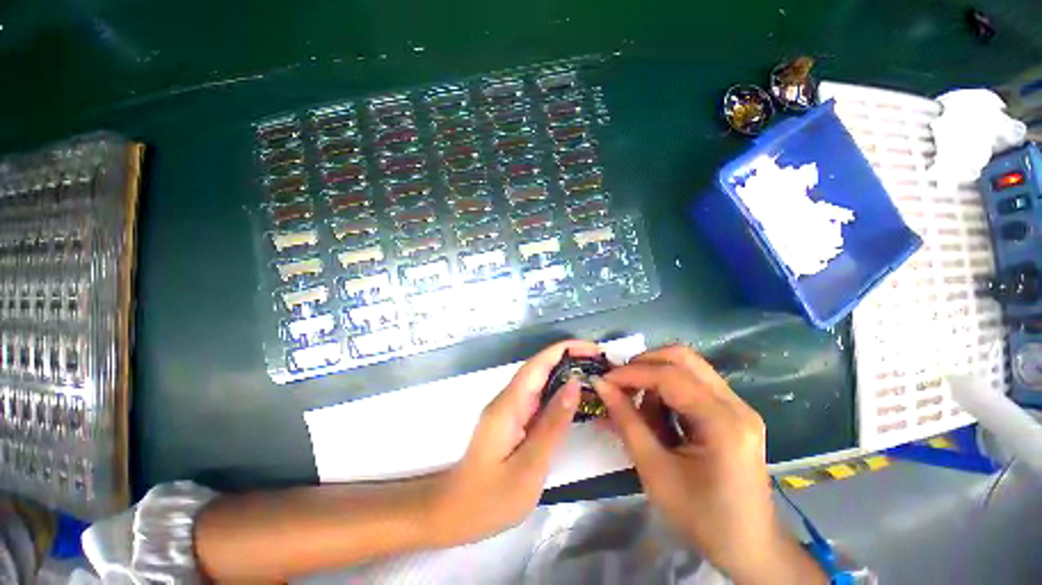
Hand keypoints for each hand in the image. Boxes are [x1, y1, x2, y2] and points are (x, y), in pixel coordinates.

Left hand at [427, 339, 600, 546]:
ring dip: (565, 372)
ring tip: (595, 373)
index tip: (593, 348)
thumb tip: (574, 384)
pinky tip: (575, 396)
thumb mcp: (529, 465)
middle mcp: (508, 398)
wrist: (456, 512)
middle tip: (601, 362)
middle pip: (539, 367)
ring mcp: (510, 407)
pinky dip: (558, 391)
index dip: (564, 350)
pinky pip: (538, 397)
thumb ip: (553, 424)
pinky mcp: (513, 418)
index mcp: (509, 404)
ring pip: (539, 380)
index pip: (538, 364)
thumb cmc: (491, 498)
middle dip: (569, 357)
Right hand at [593, 345, 825, 584]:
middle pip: (683, 357)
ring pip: (687, 365)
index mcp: (723, 424)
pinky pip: (692, 382)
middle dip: (644, 364)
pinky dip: (666, 388)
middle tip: (620, 383)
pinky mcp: (732, 410)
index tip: (603, 380)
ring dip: (654, 375)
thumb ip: (626, 422)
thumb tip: (601, 386)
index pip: (670, 377)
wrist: (749, 546)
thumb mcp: (655, 471)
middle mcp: (736, 404)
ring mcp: (738, 405)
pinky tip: (656, 413)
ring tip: (636, 403)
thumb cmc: (701, 517)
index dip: (631, 373)